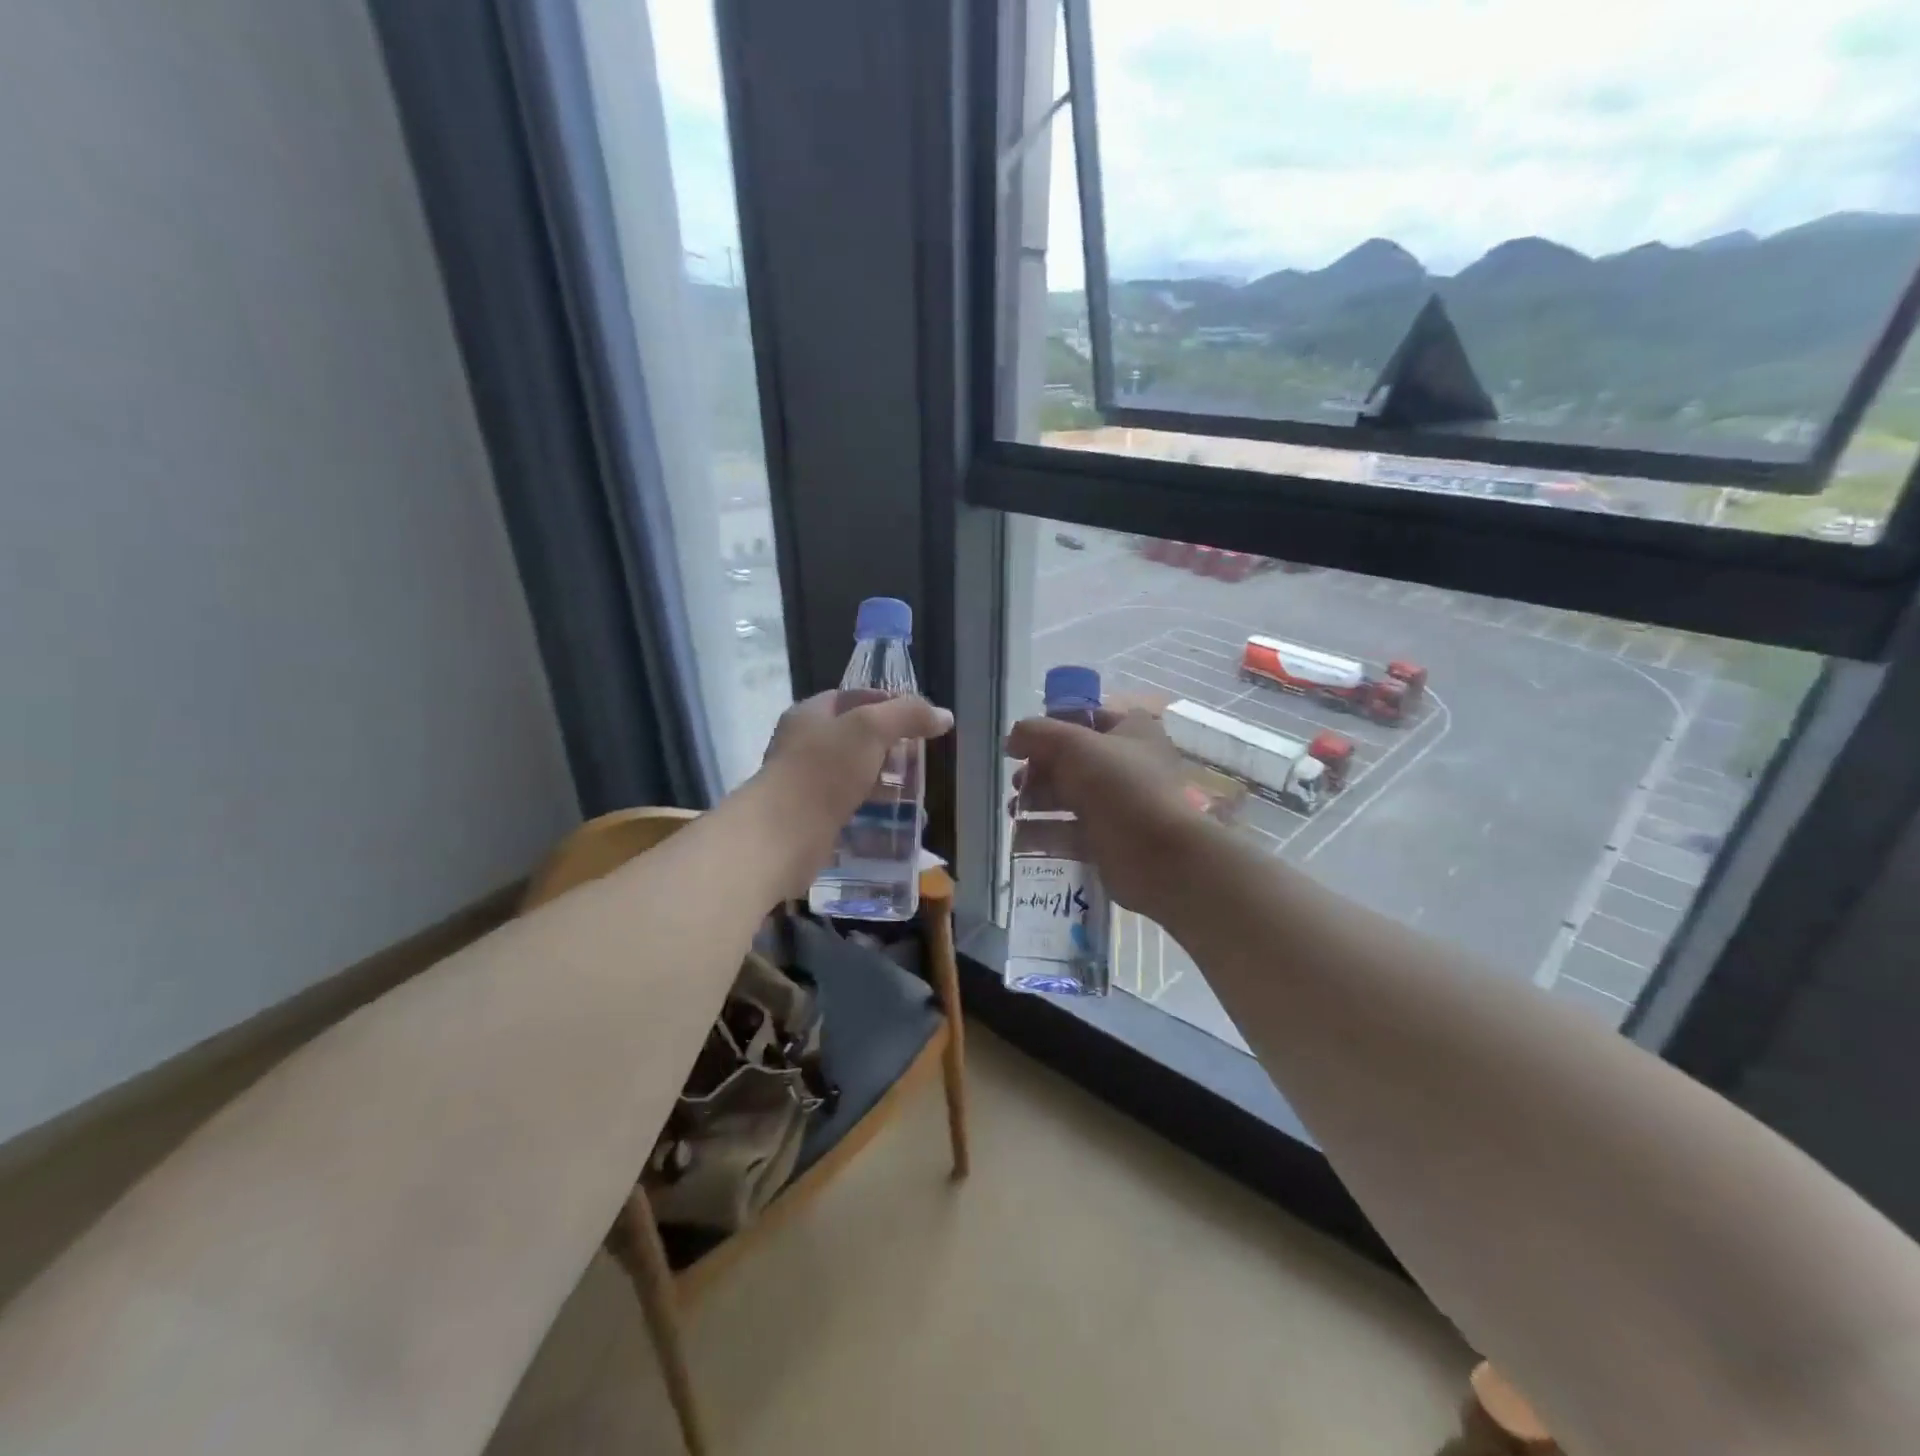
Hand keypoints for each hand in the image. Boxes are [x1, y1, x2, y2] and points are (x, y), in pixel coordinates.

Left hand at [756, 689, 953, 885]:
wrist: (782, 834)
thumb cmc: (824, 770)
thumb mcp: (871, 730)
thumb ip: (908, 716)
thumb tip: (944, 716)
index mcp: (810, 714)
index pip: (854, 697)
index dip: (888, 703)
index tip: (919, 720)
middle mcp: (804, 743)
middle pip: (855, 736)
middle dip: (890, 746)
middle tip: (919, 758)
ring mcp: (806, 781)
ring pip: (853, 772)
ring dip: (883, 780)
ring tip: (913, 791)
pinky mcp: (811, 815)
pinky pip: (848, 804)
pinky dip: (871, 808)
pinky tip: (893, 818)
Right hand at [1005, 708, 1209, 914]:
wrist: (1159, 855)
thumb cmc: (1119, 786)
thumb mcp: (1072, 745)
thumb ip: (1036, 734)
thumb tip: (1013, 739)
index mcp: (1131, 732)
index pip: (1085, 719)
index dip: (1052, 727)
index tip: (1022, 743)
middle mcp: (1127, 765)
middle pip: (1072, 762)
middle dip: (1038, 771)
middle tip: (1017, 782)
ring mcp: (1119, 806)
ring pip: (1069, 799)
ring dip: (1036, 802)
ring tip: (1014, 811)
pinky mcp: (1109, 842)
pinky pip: (1071, 833)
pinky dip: (1045, 834)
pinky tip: (1020, 838)